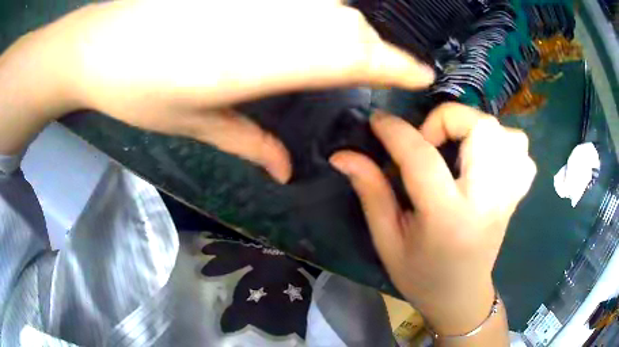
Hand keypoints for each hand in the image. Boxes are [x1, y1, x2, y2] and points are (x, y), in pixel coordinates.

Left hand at [0, 0, 433, 181]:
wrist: (97, 44)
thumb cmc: (137, 89)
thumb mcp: (195, 124)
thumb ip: (250, 143)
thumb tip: (286, 173)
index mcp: (265, 58)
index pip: (354, 55)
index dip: (397, 65)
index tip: (424, 75)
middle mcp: (274, 17)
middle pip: (351, 28)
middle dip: (376, 51)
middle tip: (384, 73)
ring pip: (330, 10)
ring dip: (350, 33)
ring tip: (348, 58)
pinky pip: (302, 0)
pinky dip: (321, 16)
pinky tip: (308, 29)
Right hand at [330, 103, 535, 336]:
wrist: (462, 296)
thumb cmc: (421, 276)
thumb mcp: (387, 240)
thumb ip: (370, 192)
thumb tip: (342, 155)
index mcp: (449, 218)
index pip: (423, 157)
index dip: (395, 131)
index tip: (377, 121)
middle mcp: (488, 200)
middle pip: (479, 128)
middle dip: (446, 119)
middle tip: (426, 140)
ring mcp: (509, 195)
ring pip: (504, 132)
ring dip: (475, 128)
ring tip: (456, 147)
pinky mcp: (517, 193)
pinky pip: (520, 149)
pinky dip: (503, 141)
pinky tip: (486, 158)